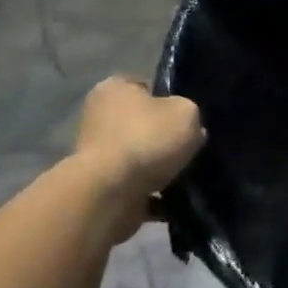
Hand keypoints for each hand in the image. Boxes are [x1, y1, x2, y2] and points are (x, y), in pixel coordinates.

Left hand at [72, 76, 204, 240]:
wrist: (110, 194)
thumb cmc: (147, 138)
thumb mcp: (186, 112)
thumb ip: (190, 114)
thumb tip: (189, 128)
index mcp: (113, 89)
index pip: (144, 86)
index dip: (169, 98)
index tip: (188, 115)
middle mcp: (98, 118)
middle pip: (141, 124)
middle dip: (164, 137)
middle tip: (191, 145)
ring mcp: (96, 157)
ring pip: (140, 158)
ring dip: (160, 169)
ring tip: (188, 176)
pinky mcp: (100, 190)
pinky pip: (137, 189)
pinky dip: (155, 196)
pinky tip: (177, 201)